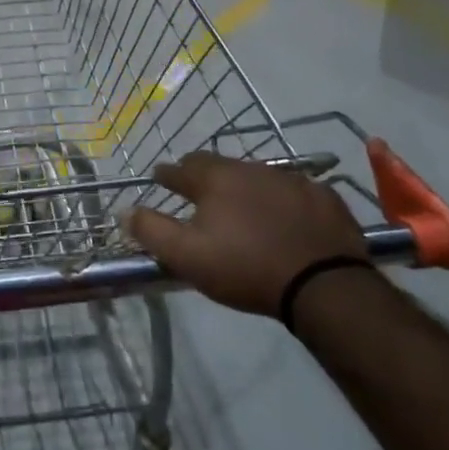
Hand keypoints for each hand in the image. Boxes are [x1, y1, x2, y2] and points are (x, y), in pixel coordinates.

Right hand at [125, 152, 365, 319]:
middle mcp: (251, 169)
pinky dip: (282, 200)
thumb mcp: (187, 256)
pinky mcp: (323, 196)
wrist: (323, 284)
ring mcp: (291, 179)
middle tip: (198, 190)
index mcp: (215, 179)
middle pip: (219, 165)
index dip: (167, 174)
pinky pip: (294, 191)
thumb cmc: (246, 268)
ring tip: (241, 206)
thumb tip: (125, 210)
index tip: (160, 178)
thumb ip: (152, 231)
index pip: (181, 168)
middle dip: (203, 174)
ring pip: (257, 175)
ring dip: (244, 186)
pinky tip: (285, 217)